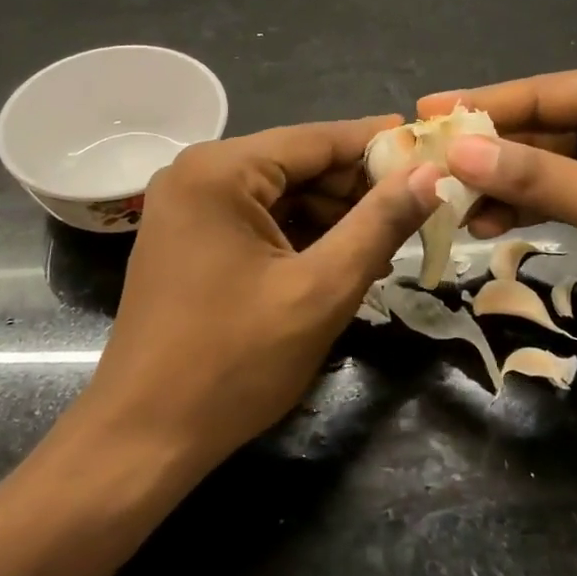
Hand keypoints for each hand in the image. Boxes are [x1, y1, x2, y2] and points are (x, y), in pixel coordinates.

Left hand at [79, 118, 438, 471]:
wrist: (144, 437)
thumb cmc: (233, 362)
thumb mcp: (320, 290)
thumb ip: (379, 224)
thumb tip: (430, 173)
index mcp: (220, 170)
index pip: (317, 139)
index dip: (378, 145)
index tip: (432, 150)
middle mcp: (197, 173)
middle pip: (297, 164)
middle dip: (356, 189)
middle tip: (418, 211)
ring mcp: (188, 207)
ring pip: (281, 194)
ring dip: (333, 216)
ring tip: (387, 244)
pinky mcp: (188, 239)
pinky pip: (258, 220)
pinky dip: (300, 235)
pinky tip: (341, 259)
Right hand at [419, 66, 576, 350]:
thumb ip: (542, 178)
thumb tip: (459, 154)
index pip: (547, 93)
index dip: (483, 105)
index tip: (424, 113)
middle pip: (543, 125)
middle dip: (489, 152)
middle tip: (428, 168)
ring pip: (549, 159)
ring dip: (505, 183)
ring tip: (453, 207)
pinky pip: (566, 186)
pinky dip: (532, 203)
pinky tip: (492, 223)